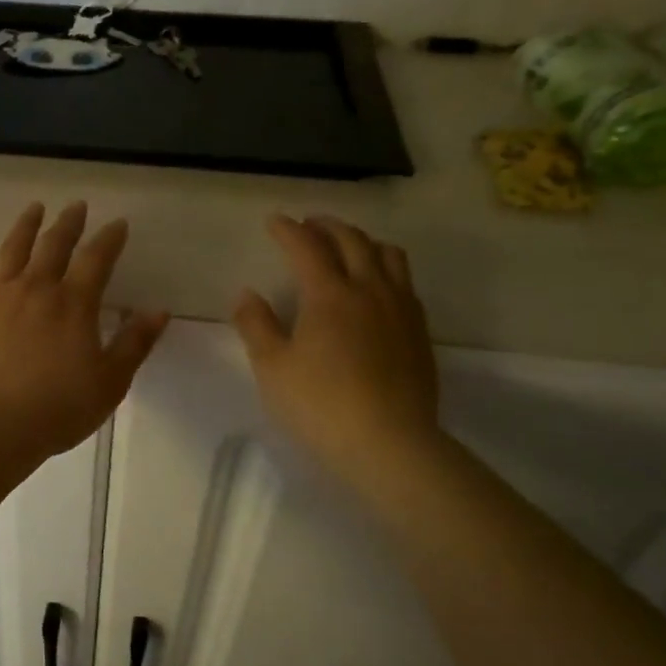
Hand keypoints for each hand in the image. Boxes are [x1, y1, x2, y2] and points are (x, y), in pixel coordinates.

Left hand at [0, 201, 169, 458]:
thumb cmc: (57, 408)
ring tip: (34, 207)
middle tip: (76, 206)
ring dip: (25, 226)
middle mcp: (35, 289)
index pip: (97, 259)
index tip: (118, 224)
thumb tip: (160, 311)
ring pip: (12, 251)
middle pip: (54, 246)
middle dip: (68, 224)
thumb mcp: (109, 381)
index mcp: (73, 304)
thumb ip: (134, 343)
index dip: (110, 239)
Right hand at [233, 215, 440, 479]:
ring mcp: (401, 309)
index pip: (307, 247)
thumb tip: (247, 294)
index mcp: (329, 295)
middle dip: (327, 226)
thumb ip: (256, 325)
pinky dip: (385, 267)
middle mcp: (369, 290)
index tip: (274, 221)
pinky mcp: (419, 330)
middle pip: (352, 241)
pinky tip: (376, 286)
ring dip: (362, 241)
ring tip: (347, 247)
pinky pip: (405, 281)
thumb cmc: (320, 405)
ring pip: (387, 255)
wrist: (389, 443)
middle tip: (308, 225)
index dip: (288, 230)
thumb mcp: (272, 368)